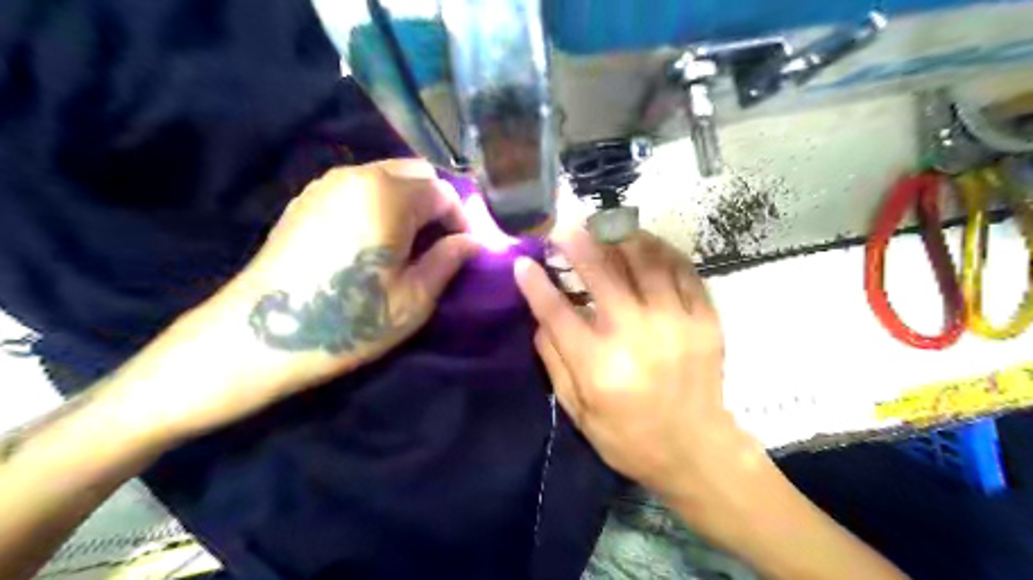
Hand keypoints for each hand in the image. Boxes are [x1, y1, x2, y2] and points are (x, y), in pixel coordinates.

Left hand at [106, 159, 476, 439]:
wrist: (262, 335)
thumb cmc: (349, 320)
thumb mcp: (414, 298)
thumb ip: (449, 261)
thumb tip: (474, 242)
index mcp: (388, 196)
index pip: (444, 192)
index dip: (464, 219)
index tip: (469, 248)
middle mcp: (358, 175)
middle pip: (417, 172)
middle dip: (439, 202)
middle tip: (445, 241)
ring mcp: (327, 183)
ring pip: (388, 176)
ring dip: (412, 201)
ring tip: (415, 240)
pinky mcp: (308, 199)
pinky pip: (361, 186)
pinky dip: (383, 202)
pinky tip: (379, 237)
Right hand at [517, 229, 764, 514]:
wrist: (696, 450)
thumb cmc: (629, 437)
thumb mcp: (579, 412)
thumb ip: (555, 362)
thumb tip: (540, 316)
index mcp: (599, 366)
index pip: (557, 313)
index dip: (535, 284)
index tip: (523, 263)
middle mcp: (637, 336)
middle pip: (602, 274)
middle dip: (577, 243)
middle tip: (563, 227)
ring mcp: (677, 323)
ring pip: (645, 261)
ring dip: (620, 237)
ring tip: (605, 226)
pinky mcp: (705, 319)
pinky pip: (683, 270)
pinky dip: (661, 250)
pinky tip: (646, 243)